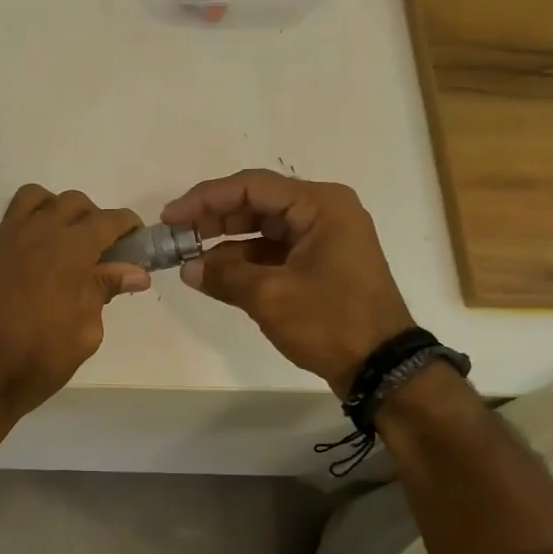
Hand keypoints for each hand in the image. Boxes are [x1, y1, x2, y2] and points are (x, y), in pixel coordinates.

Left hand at [0, 186, 148, 425]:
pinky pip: (11, 222)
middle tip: (102, 251)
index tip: (136, 242)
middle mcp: (37, 232)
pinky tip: (34, 262)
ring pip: (37, 199)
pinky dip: (30, 227)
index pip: (108, 220)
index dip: (128, 227)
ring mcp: (5, 239)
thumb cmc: (38, 359)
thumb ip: (104, 291)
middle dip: (94, 219)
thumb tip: (134, 272)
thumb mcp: (85, 331)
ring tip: (64, 243)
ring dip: (57, 211)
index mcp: (70, 249)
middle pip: (73, 203)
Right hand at [162, 169, 413, 395]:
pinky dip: (244, 261)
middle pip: (256, 203)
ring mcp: (323, 238)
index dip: (205, 199)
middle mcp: (323, 212)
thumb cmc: (331, 321)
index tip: (170, 217)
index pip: (251, 186)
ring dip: (225, 242)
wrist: (383, 366)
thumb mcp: (271, 297)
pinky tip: (214, 275)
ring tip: (187, 258)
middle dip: (212, 219)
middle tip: (174, 235)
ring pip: (262, 228)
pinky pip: (273, 251)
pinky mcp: (319, 263)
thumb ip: (224, 276)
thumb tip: (188, 269)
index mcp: (320, 205)